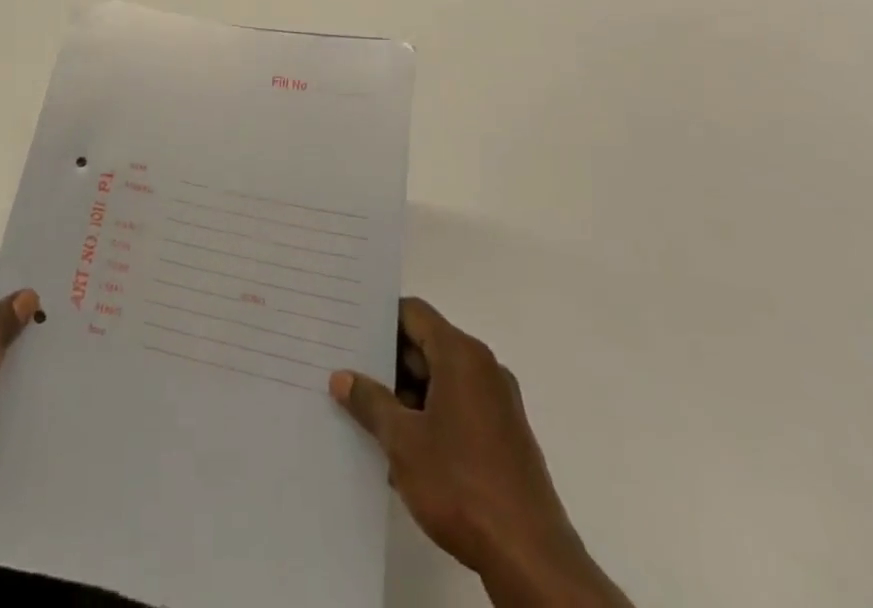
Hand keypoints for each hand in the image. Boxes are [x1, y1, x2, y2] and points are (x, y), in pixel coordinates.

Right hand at [330, 299, 630, 607]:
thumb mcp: (402, 442)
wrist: (530, 559)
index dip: (379, 319)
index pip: (413, 313)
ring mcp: (498, 404)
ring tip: (367, 417)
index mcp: (461, 355)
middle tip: (349, 376)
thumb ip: (370, 402)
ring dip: (406, 396)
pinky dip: (429, 418)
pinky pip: (458, 409)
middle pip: (427, 345)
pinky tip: (402, 450)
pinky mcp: (505, 437)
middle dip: (388, 363)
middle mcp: (484, 368)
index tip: (349, 332)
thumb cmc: (461, 485)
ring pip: (441, 381)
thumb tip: (342, 377)